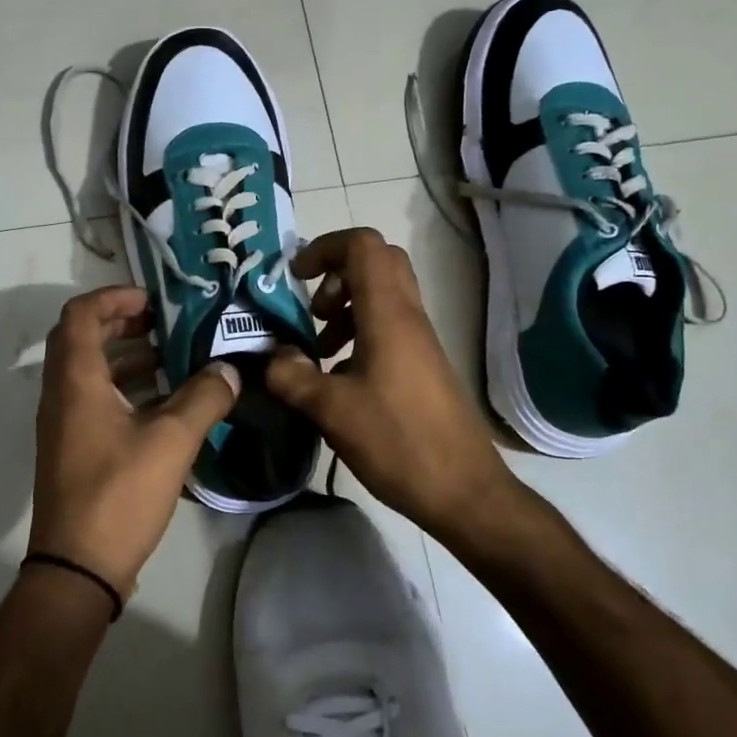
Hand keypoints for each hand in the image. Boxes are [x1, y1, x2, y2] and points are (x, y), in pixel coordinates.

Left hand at [31, 286, 240, 594]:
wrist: (78, 567)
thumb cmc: (120, 493)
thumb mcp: (172, 441)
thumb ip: (205, 398)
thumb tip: (230, 370)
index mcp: (76, 380)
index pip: (81, 314)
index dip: (114, 297)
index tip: (153, 300)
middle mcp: (61, 394)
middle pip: (83, 338)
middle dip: (122, 323)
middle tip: (165, 323)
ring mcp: (64, 424)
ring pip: (90, 371)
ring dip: (127, 356)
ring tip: (174, 358)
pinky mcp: (74, 448)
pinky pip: (95, 399)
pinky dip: (126, 388)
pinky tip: (166, 403)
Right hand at [265, 228, 516, 532]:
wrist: (464, 490)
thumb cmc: (398, 442)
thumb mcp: (332, 410)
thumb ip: (292, 376)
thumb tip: (272, 357)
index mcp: (388, 314)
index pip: (362, 246)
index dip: (324, 248)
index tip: (295, 277)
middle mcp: (408, 316)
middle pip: (377, 262)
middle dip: (336, 274)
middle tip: (312, 309)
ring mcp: (420, 340)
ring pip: (383, 295)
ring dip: (346, 307)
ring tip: (319, 347)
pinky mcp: (422, 364)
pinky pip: (388, 325)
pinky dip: (359, 333)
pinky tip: (338, 376)